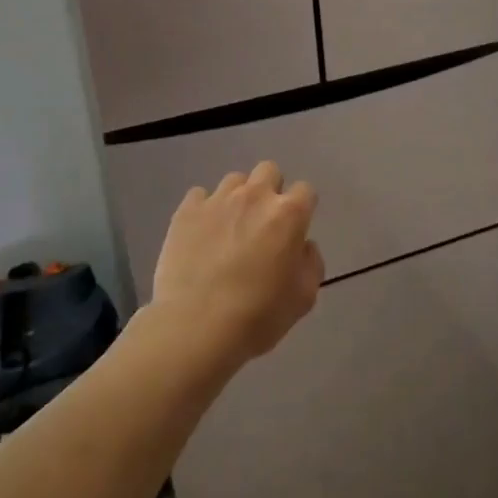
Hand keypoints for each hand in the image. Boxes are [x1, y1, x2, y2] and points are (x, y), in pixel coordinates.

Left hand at [149, 161, 323, 372]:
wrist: (195, 326)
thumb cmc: (257, 316)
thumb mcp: (303, 298)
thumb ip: (311, 263)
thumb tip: (302, 246)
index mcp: (288, 214)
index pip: (305, 191)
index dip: (302, 209)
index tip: (294, 230)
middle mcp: (255, 196)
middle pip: (269, 171)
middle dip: (271, 190)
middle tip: (263, 223)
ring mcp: (217, 200)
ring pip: (234, 181)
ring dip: (238, 198)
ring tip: (229, 228)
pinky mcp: (186, 211)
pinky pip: (200, 196)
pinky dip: (205, 210)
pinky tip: (202, 234)